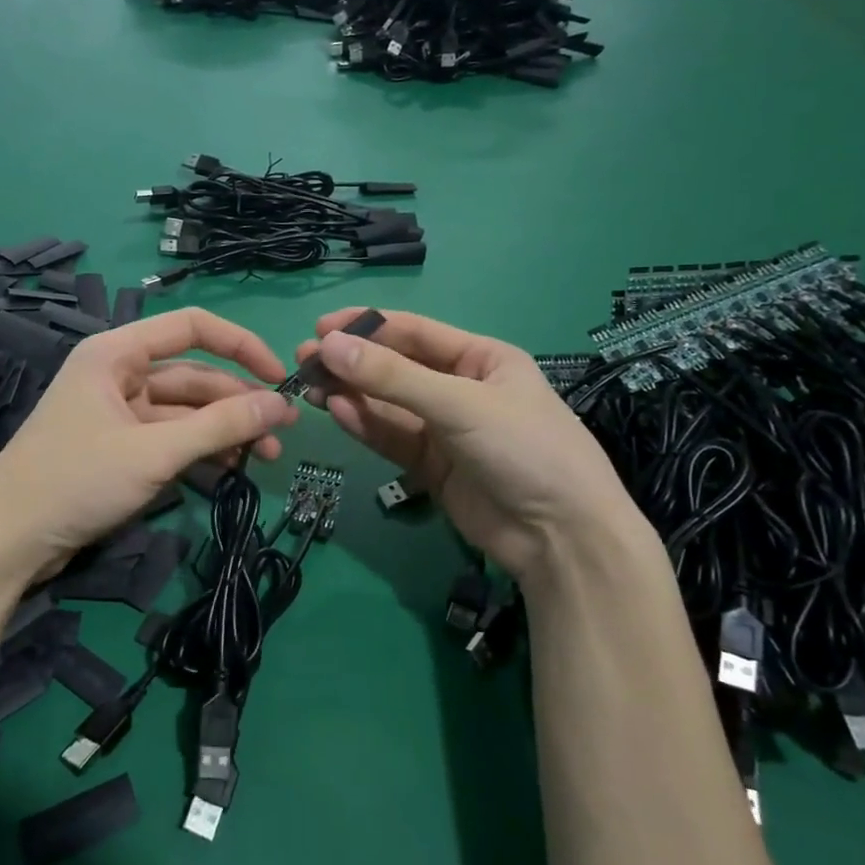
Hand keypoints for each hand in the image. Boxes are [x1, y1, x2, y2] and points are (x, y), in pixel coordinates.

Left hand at [0, 308, 297, 587]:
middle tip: (282, 434)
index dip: (240, 345)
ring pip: (185, 413)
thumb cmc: (75, 480)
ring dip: (224, 432)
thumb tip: (280, 405)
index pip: (191, 327)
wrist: (7, 541)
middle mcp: (118, 374)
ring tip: (264, 459)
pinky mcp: (118, 449)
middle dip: (238, 403)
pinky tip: (231, 471)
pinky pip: (170, 440)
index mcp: (116, 353)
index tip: (279, 376)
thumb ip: (220, 426)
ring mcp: (118, 413)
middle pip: (193, 376)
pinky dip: (200, 452)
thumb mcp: (153, 452)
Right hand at [295, 308, 636, 582]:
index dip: (366, 326)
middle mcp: (460, 388)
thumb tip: (328, 345)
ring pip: (387, 404)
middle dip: (352, 363)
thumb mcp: (460, 404)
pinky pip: (391, 437)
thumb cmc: (524, 449)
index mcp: (481, 359)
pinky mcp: (430, 466)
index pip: (414, 332)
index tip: (321, 329)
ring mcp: (444, 429)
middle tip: (303, 361)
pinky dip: (364, 424)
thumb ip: (392, 377)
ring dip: (351, 393)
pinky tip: (337, 411)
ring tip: (310, 386)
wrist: (561, 538)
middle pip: (395, 368)